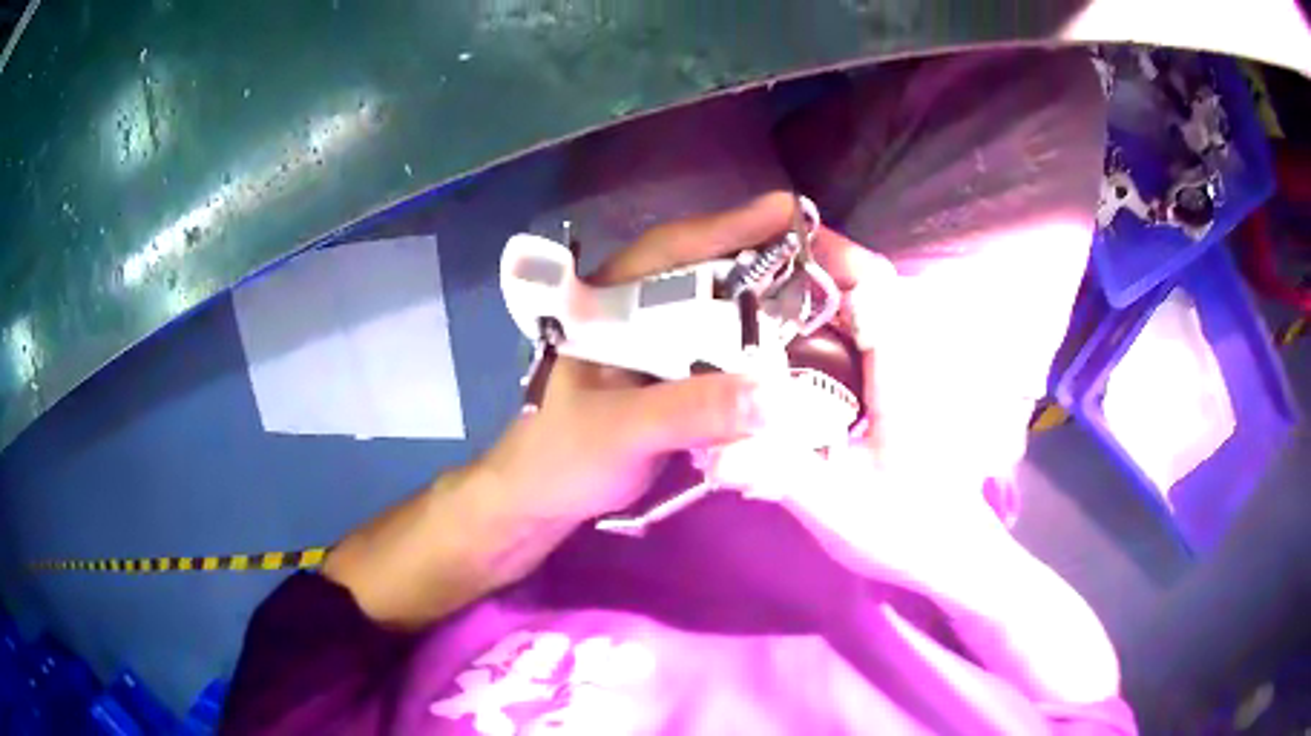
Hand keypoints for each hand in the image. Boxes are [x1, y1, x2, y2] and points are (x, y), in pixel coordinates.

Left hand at [480, 192, 801, 525]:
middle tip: (823, 256)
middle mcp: (635, 312)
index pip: (671, 249)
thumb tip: (777, 394)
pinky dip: (756, 351)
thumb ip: (689, 411)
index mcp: (607, 302)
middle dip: (762, 261)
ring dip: (765, 305)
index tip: (787, 210)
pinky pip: (721, 353)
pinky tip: (793, 352)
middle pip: (705, 273)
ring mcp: (654, 345)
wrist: (542, 499)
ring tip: (822, 297)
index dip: (728, 226)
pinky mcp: (670, 377)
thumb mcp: (620, 430)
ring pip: (717, 312)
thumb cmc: (562, 456)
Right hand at [770, 227, 1027, 613]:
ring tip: (753, 308)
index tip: (765, 247)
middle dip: (806, 273)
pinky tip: (787, 351)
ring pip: (865, 307)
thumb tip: (709, 448)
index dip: (825, 252)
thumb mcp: (838, 509)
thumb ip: (778, 472)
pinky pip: (864, 335)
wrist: (951, 555)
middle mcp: (913, 354)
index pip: (873, 283)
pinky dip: (826, 328)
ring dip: (814, 298)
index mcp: (905, 372)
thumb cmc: (907, 532)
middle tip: (741, 282)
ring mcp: (911, 367)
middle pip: (866, 284)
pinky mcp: (903, 384)